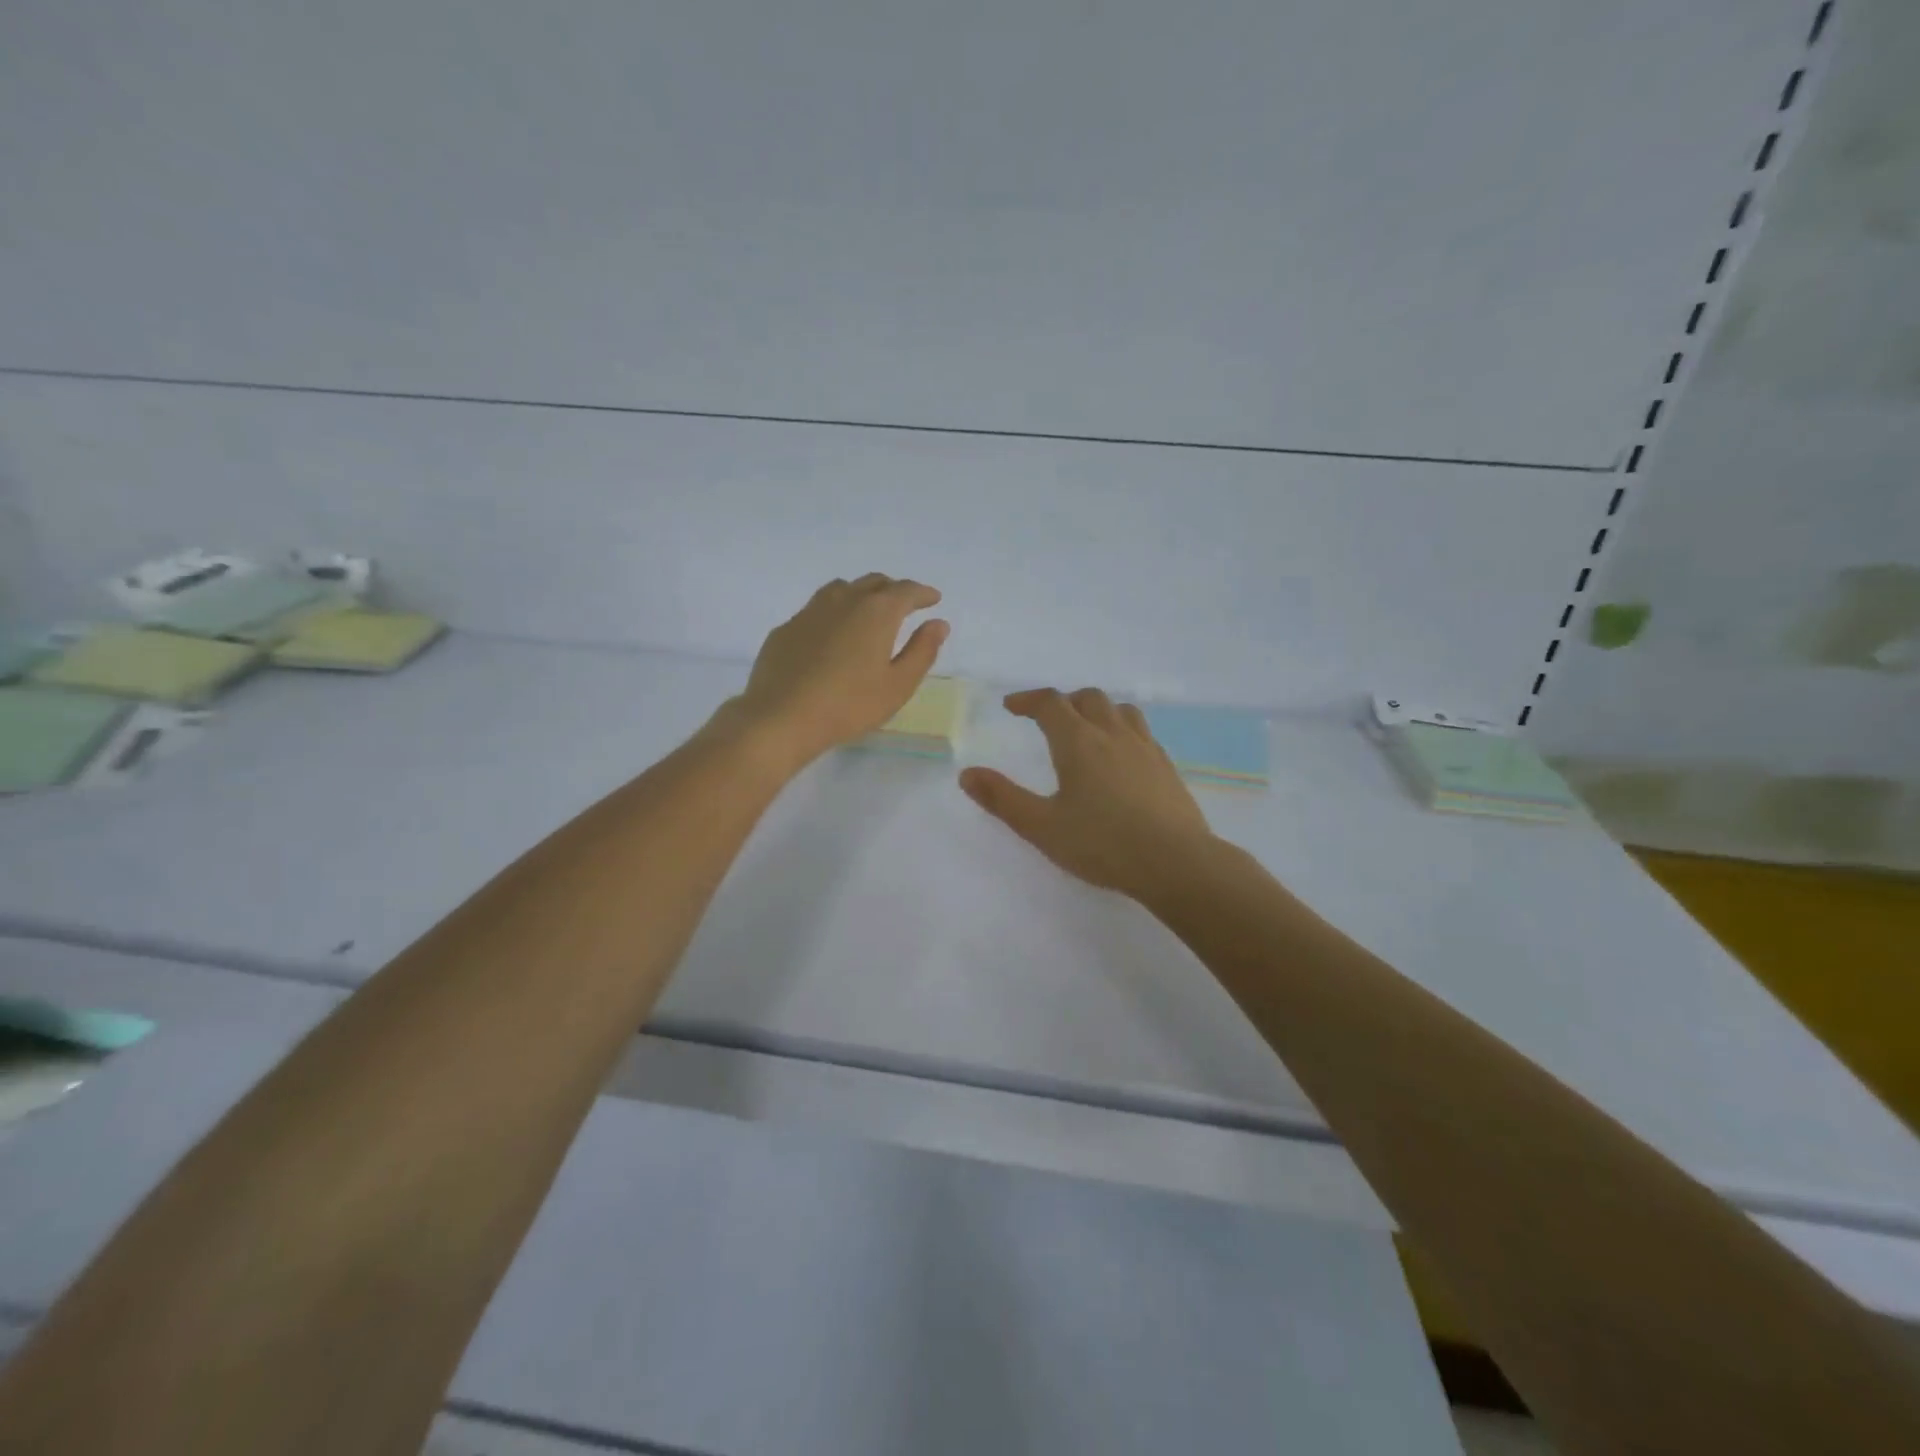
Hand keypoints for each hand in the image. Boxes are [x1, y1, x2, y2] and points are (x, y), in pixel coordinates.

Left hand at [724, 574, 948, 768]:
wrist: (782, 717)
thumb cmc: (849, 705)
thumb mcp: (898, 685)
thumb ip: (922, 651)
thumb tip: (938, 624)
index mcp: (877, 612)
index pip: (906, 591)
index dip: (923, 593)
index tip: (933, 599)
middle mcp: (844, 600)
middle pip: (874, 583)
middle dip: (894, 590)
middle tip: (905, 605)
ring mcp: (810, 611)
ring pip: (842, 589)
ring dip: (861, 594)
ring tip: (868, 612)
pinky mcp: (787, 628)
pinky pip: (817, 609)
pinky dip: (834, 613)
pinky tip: (832, 634)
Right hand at [960, 687, 1215, 900]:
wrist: (1175, 862)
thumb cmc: (1102, 844)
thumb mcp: (1042, 826)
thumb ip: (1002, 799)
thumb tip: (967, 774)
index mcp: (1078, 742)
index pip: (1050, 703)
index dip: (1028, 700)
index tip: (1012, 706)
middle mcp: (1112, 734)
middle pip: (1087, 698)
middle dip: (1063, 702)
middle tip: (1047, 719)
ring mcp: (1145, 747)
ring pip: (1119, 710)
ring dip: (1097, 710)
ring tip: (1086, 729)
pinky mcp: (1166, 766)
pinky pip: (1141, 731)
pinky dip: (1122, 730)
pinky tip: (1121, 757)